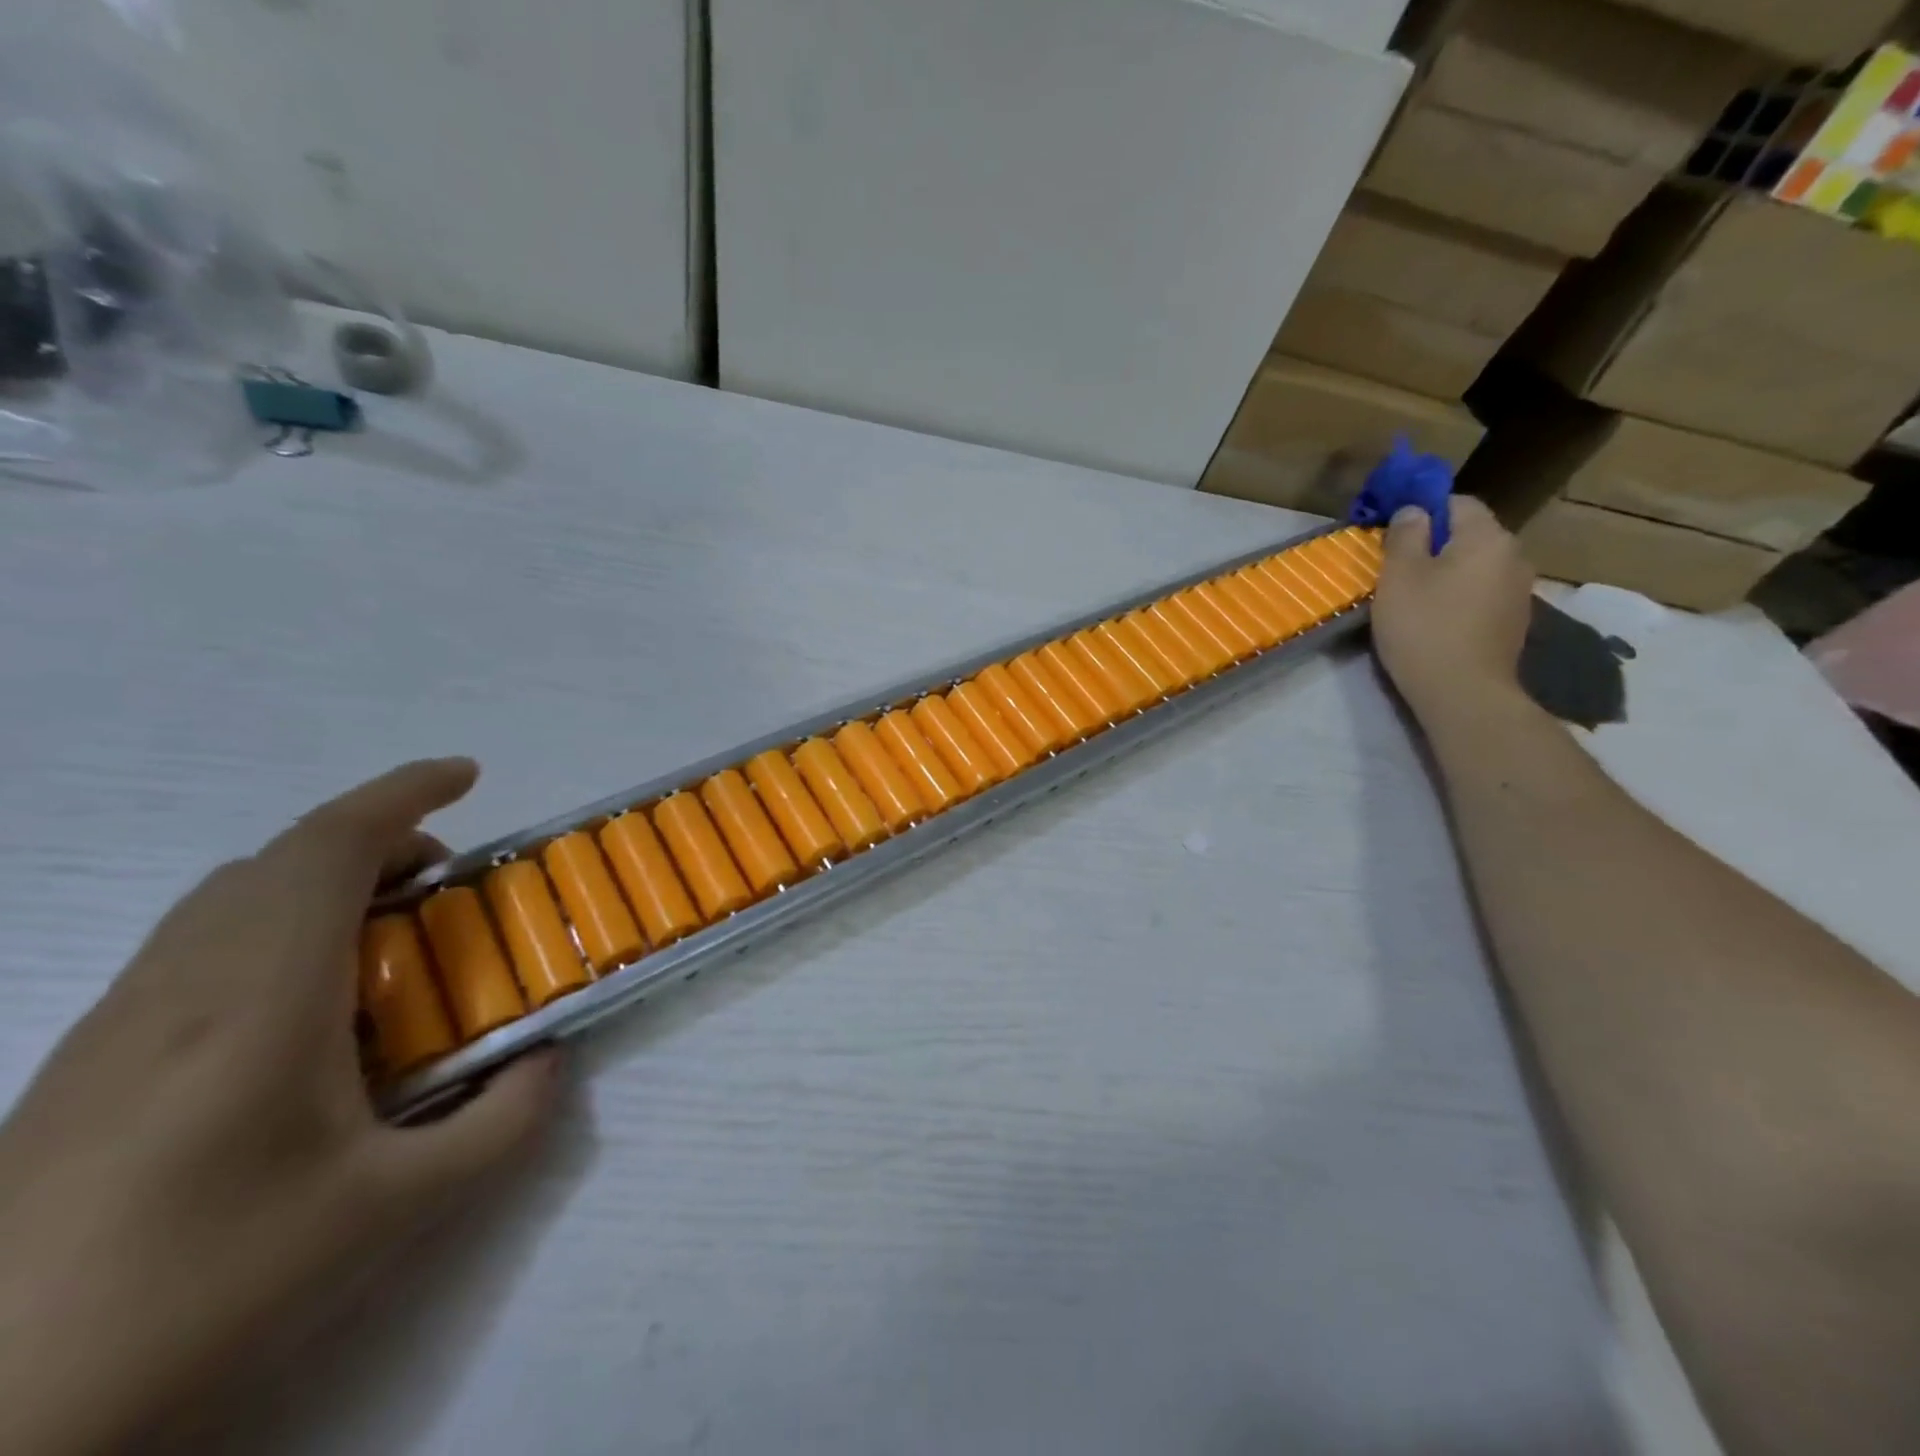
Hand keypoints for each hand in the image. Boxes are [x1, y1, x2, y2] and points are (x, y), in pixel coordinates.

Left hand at [0, 759, 561, 1455]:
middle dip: (379, 839)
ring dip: (322, 880)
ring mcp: (116, 1023)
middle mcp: (181, 986)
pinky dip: (274, 925)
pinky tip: (306, 1008)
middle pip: (281, 859)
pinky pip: (196, 945)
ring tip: (387, 934)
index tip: (468, 774)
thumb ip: (502, 1124)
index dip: (404, 791)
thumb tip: (551, 1062)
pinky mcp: (81, 1064)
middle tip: (446, 882)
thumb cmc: (203, 1288)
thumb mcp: (392, 1212)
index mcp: (261, 998)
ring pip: (230, 896)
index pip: (329, 847)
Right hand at [1370, 497, 1535, 728]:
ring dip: (1447, 574)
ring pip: (1476, 567)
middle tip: (1397, 569)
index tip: (1394, 534)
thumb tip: (1414, 510)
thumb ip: (1406, 536)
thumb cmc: (1424, 627)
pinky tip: (1436, 621)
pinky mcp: (1513, 621)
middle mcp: (1513, 556)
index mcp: (1488, 537)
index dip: (1424, 511)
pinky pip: (1482, 594)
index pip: (1458, 502)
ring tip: (1414, 598)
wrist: (1463, 692)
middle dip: (1435, 544)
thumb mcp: (1399, 576)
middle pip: (1470, 535)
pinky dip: (1459, 598)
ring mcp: (1519, 591)